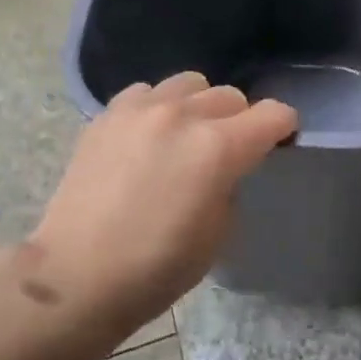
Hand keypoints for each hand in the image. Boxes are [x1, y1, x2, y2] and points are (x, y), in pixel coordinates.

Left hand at [30, 72, 298, 326]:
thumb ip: (230, 185)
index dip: (283, 127)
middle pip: (231, 95)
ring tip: (185, 136)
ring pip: (189, 83)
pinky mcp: (107, 115)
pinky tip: (148, 136)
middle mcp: (182, 115)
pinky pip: (146, 92)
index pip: (272, 114)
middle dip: (240, 120)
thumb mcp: (217, 234)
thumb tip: (223, 167)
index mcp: (218, 148)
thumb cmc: (156, 268)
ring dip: (199, 106)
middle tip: (227, 151)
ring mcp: (140, 109)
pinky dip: (158, 107)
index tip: (280, 142)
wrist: (77, 276)